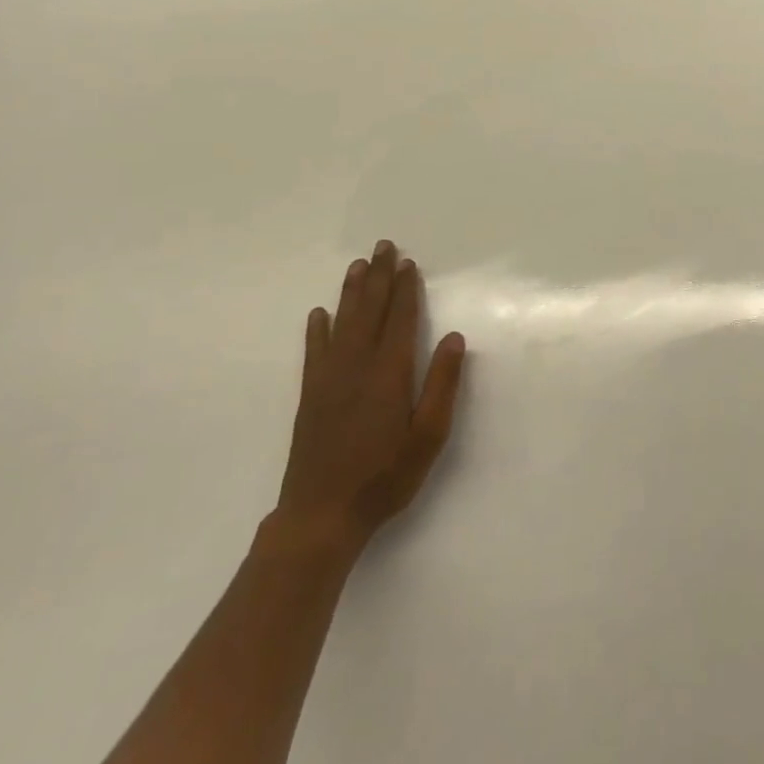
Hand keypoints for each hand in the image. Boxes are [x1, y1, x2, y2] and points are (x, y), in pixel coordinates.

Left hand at [273, 242, 466, 557]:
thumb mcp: (428, 436)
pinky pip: (314, 352)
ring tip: (358, 265)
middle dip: (378, 277)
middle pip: (369, 311)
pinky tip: (319, 314)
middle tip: (383, 246)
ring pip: (342, 323)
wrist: (320, 516)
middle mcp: (357, 366)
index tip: (408, 263)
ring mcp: (329, 379)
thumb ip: (442, 384)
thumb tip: (453, 337)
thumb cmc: (384, 477)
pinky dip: (317, 329)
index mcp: (389, 373)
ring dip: (351, 292)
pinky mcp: (310, 396)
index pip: (399, 319)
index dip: (405, 290)